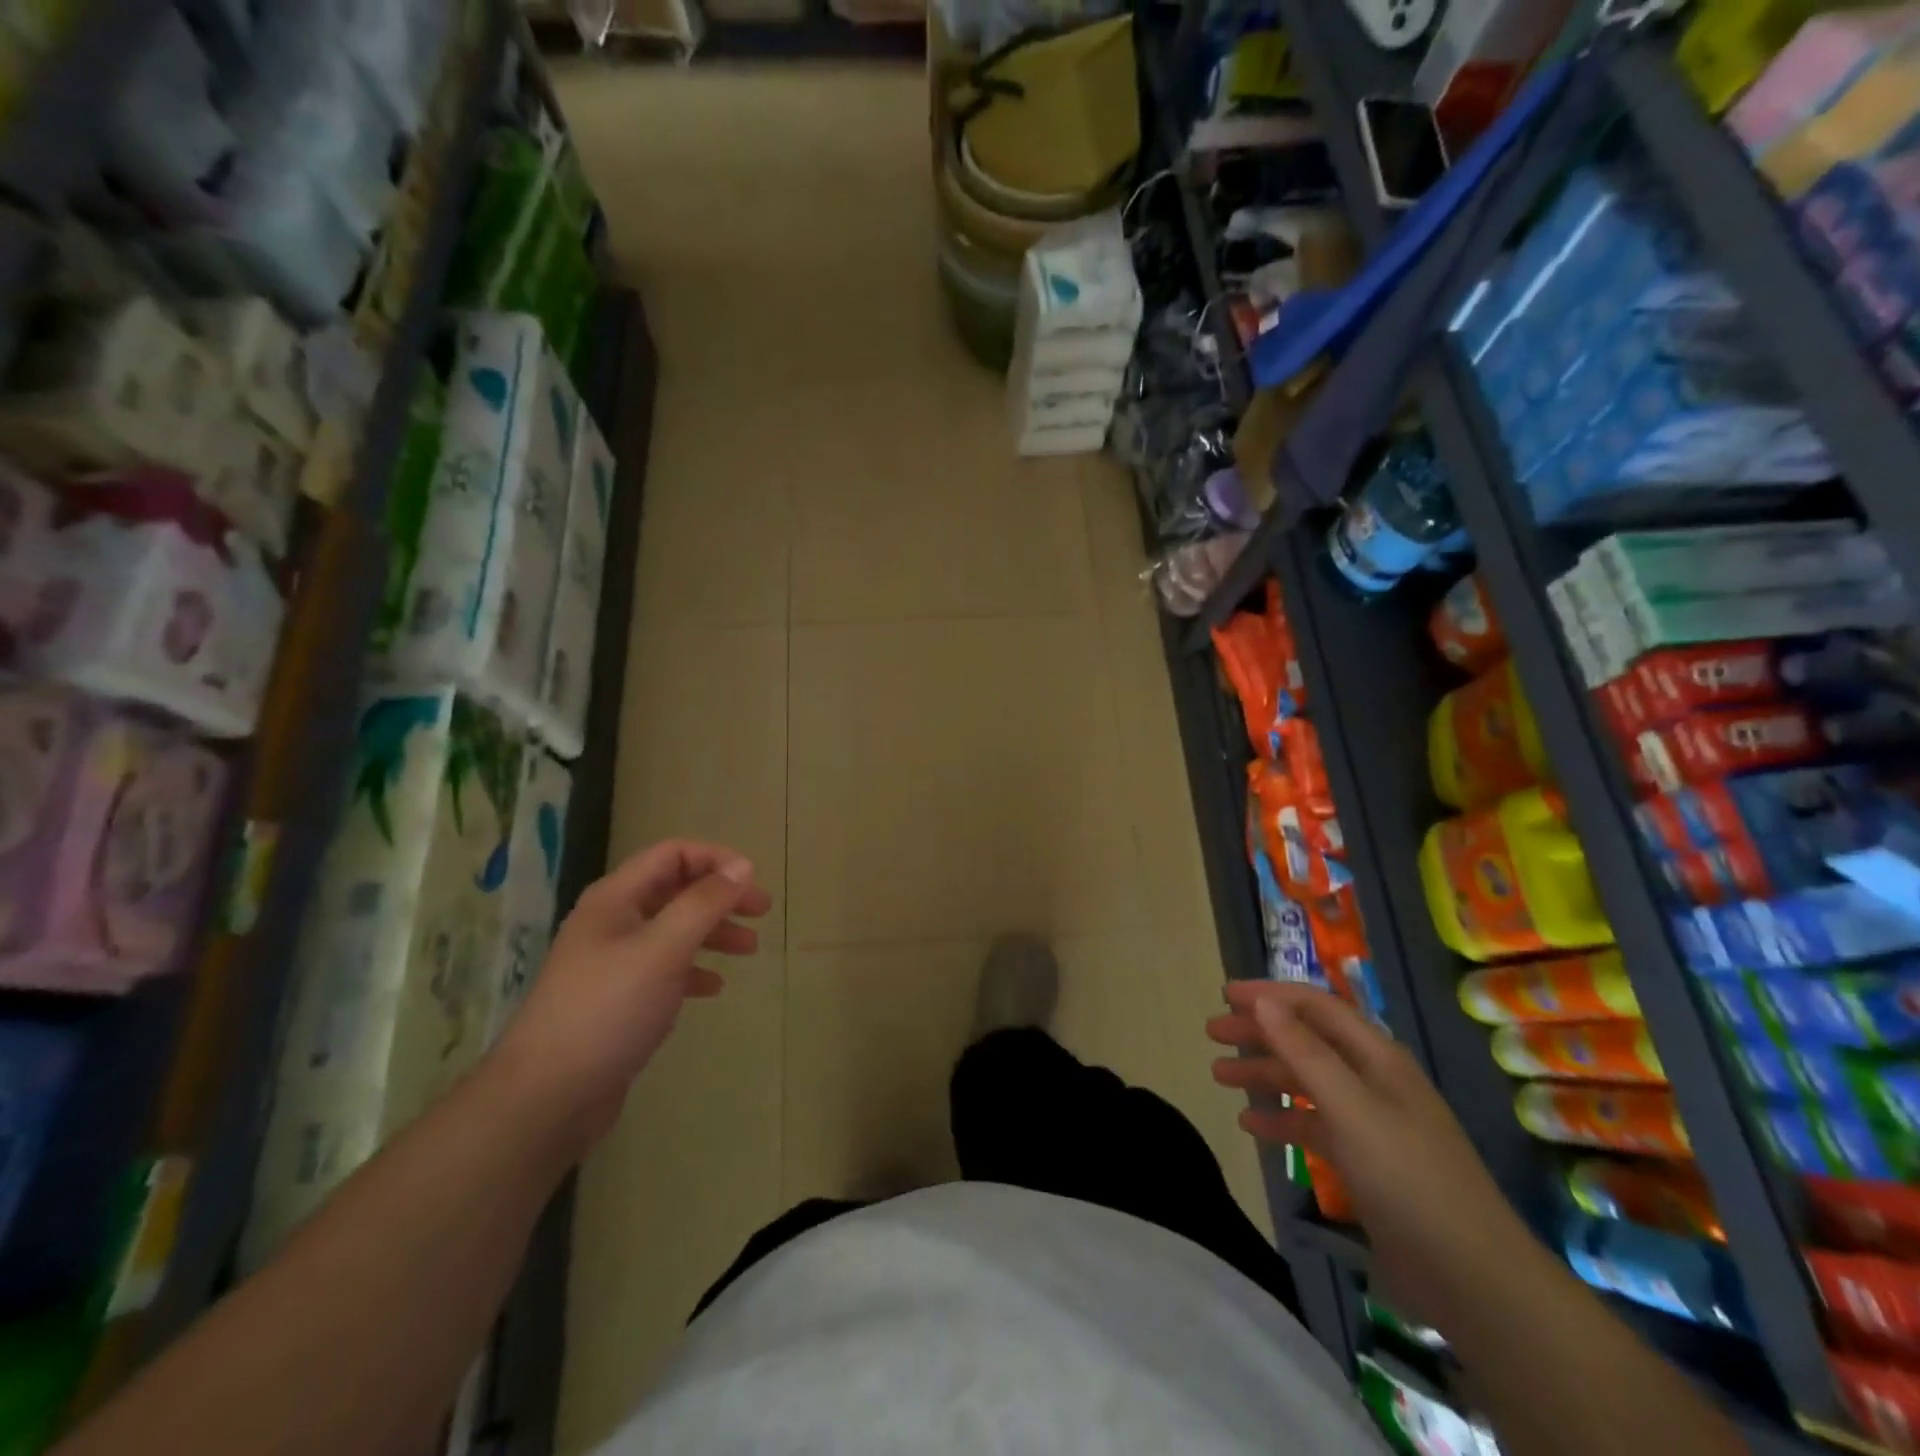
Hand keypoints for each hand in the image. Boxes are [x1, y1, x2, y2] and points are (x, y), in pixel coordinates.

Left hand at [492, 840, 771, 1153]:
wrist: (548, 1096)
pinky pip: (664, 969)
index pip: (672, 855)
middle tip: (762, 912)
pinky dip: (693, 970)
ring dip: (713, 932)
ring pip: (674, 931)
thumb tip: (742, 866)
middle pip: (676, 891)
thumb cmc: (609, 1009)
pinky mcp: (618, 999)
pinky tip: (714, 986)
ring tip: (750, 949)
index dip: (715, 859)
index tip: (752, 881)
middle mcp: (613, 922)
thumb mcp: (664, 948)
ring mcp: (613, 962)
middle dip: (721, 897)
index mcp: (616, 899)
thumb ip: (704, 903)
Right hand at [1207, 981, 1538, 1332]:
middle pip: (1307, 1040)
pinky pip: (1313, 1124)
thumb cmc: (1408, 1178)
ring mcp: (1370, 1121)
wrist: (1472, 1277)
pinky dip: (1282, 1118)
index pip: (1316, 1006)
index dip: (1270, 995)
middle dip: (1259, 1032)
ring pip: (1306, 1082)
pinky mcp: (1365, 1160)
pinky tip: (1251, 1124)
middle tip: (1212, 1032)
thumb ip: (1305, 1052)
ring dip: (1264, 1073)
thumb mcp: (1351, 1108)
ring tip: (1219, 1076)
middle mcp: (1372, 1079)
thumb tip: (1264, 1001)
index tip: (1224, 995)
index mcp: (1376, 1057)